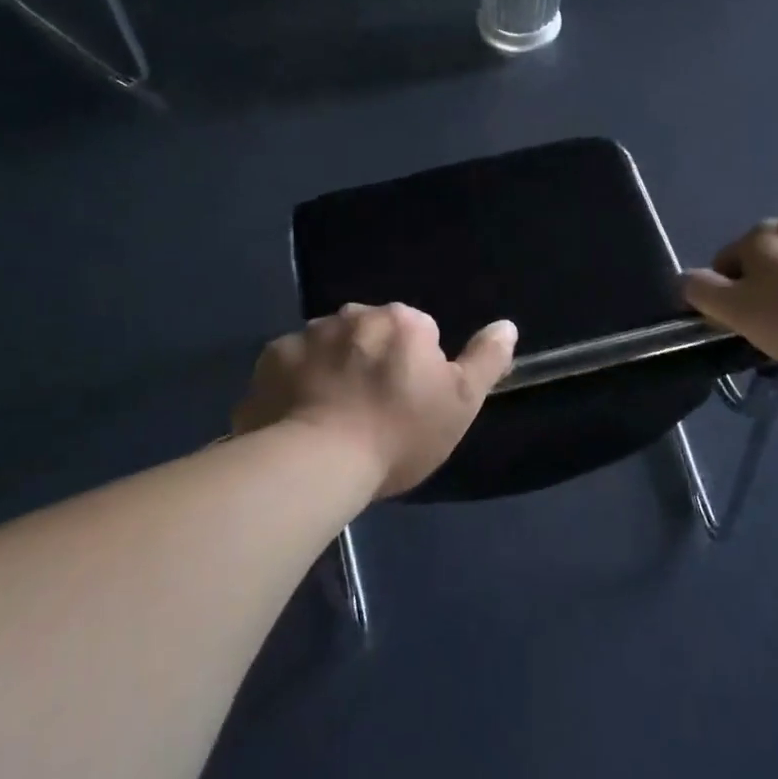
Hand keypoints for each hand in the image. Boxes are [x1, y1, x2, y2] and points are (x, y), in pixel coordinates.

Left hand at [233, 304, 517, 498]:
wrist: (316, 463)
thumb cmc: (397, 434)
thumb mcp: (460, 404)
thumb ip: (486, 360)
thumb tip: (507, 325)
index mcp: (402, 321)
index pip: (418, 333)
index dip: (416, 370)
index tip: (408, 405)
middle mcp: (354, 314)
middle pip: (372, 335)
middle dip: (372, 362)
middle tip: (371, 412)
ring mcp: (307, 333)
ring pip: (330, 346)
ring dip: (334, 368)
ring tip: (332, 417)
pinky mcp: (270, 357)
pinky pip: (291, 363)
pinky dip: (296, 382)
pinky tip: (299, 416)